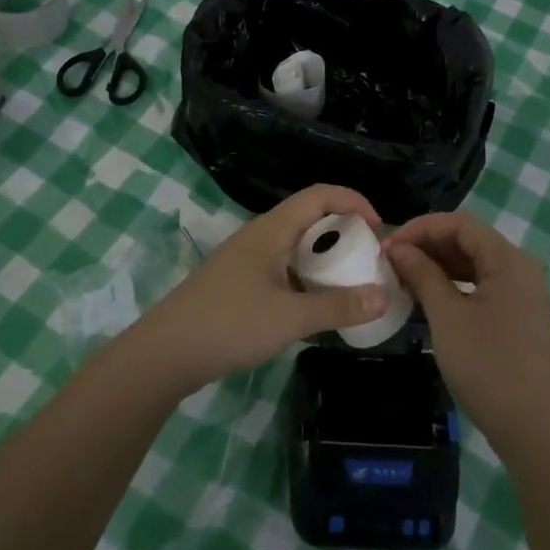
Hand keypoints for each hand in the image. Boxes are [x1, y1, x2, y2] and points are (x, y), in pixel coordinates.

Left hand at [127, 185, 388, 398]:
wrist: (165, 354)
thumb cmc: (229, 324)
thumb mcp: (290, 318)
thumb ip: (338, 306)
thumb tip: (384, 294)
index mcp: (272, 230)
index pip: (320, 195)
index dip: (353, 201)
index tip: (379, 229)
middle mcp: (260, 236)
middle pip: (310, 218)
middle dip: (344, 232)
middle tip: (370, 261)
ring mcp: (247, 260)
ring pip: (296, 246)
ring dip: (325, 259)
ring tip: (351, 284)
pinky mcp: (239, 284)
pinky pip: (284, 269)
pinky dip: (307, 278)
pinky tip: (316, 307)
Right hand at [385, 211, 549, 456]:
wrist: (534, 428)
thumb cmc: (488, 365)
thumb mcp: (447, 316)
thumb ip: (422, 274)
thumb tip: (398, 248)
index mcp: (508, 260)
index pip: (460, 224)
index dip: (420, 228)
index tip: (387, 246)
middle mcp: (520, 269)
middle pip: (469, 241)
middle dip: (428, 246)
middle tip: (390, 262)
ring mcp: (523, 294)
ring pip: (474, 265)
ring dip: (439, 266)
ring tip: (403, 279)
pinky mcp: (519, 317)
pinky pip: (482, 287)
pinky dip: (454, 286)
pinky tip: (429, 299)